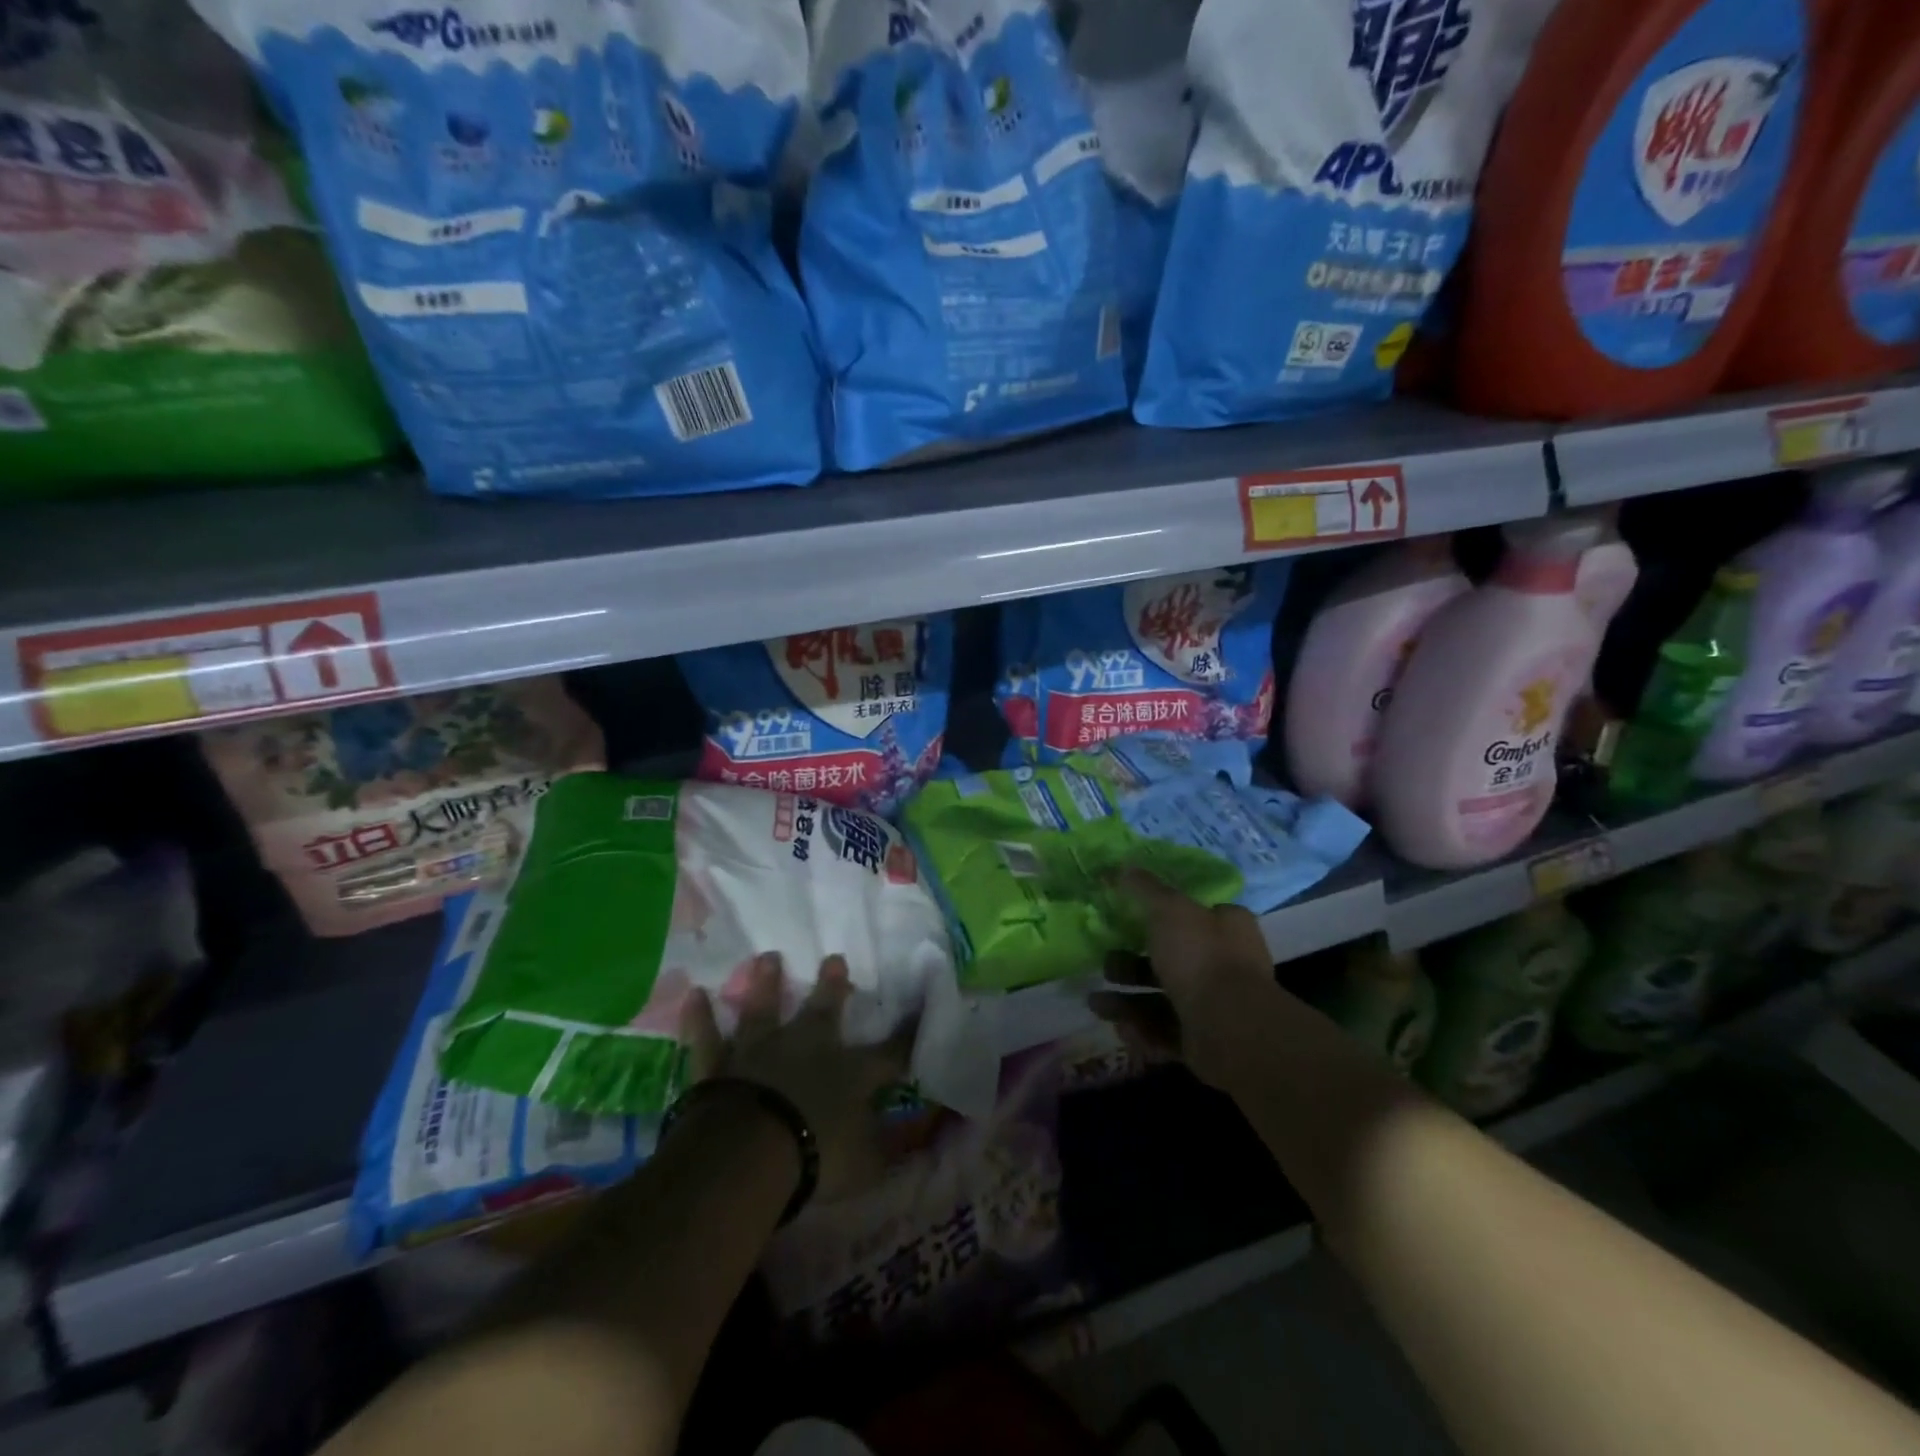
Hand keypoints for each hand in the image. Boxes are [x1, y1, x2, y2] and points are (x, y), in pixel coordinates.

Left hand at [679, 953, 906, 1203]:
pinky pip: (708, 1037)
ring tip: (769, 957)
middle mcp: (808, 1048)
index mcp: (851, 1072)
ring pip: (764, 1009)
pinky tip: (695, 994)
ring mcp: (761, 1051)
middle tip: (834, 958)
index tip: (922, 1011)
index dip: (907, 1034)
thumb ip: (890, 1147)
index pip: (890, 1052)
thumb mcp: (867, 1165)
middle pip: (824, 1010)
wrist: (750, 1151)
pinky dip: (701, 1017)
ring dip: (767, 983)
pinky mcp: (720, 1064)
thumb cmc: (817, 1157)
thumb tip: (920, 1137)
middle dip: (832, 986)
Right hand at [1091, 869, 1278, 1089]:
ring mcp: (1217, 1007)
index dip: (1162, 916)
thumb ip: (1145, 889)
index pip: (1195, 914)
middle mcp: (1226, 965)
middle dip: (1131, 964)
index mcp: (1227, 928)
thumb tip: (1124, 866)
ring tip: (1096, 1004)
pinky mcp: (1206, 1042)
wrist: (1230, 1028)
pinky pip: (1166, 1032)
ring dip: (1127, 1002)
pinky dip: (1141, 1031)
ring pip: (1163, 999)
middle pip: (1171, 960)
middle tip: (1106, 965)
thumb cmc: (1201, 957)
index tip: (1128, 919)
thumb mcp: (1168, 909)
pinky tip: (1119, 1029)